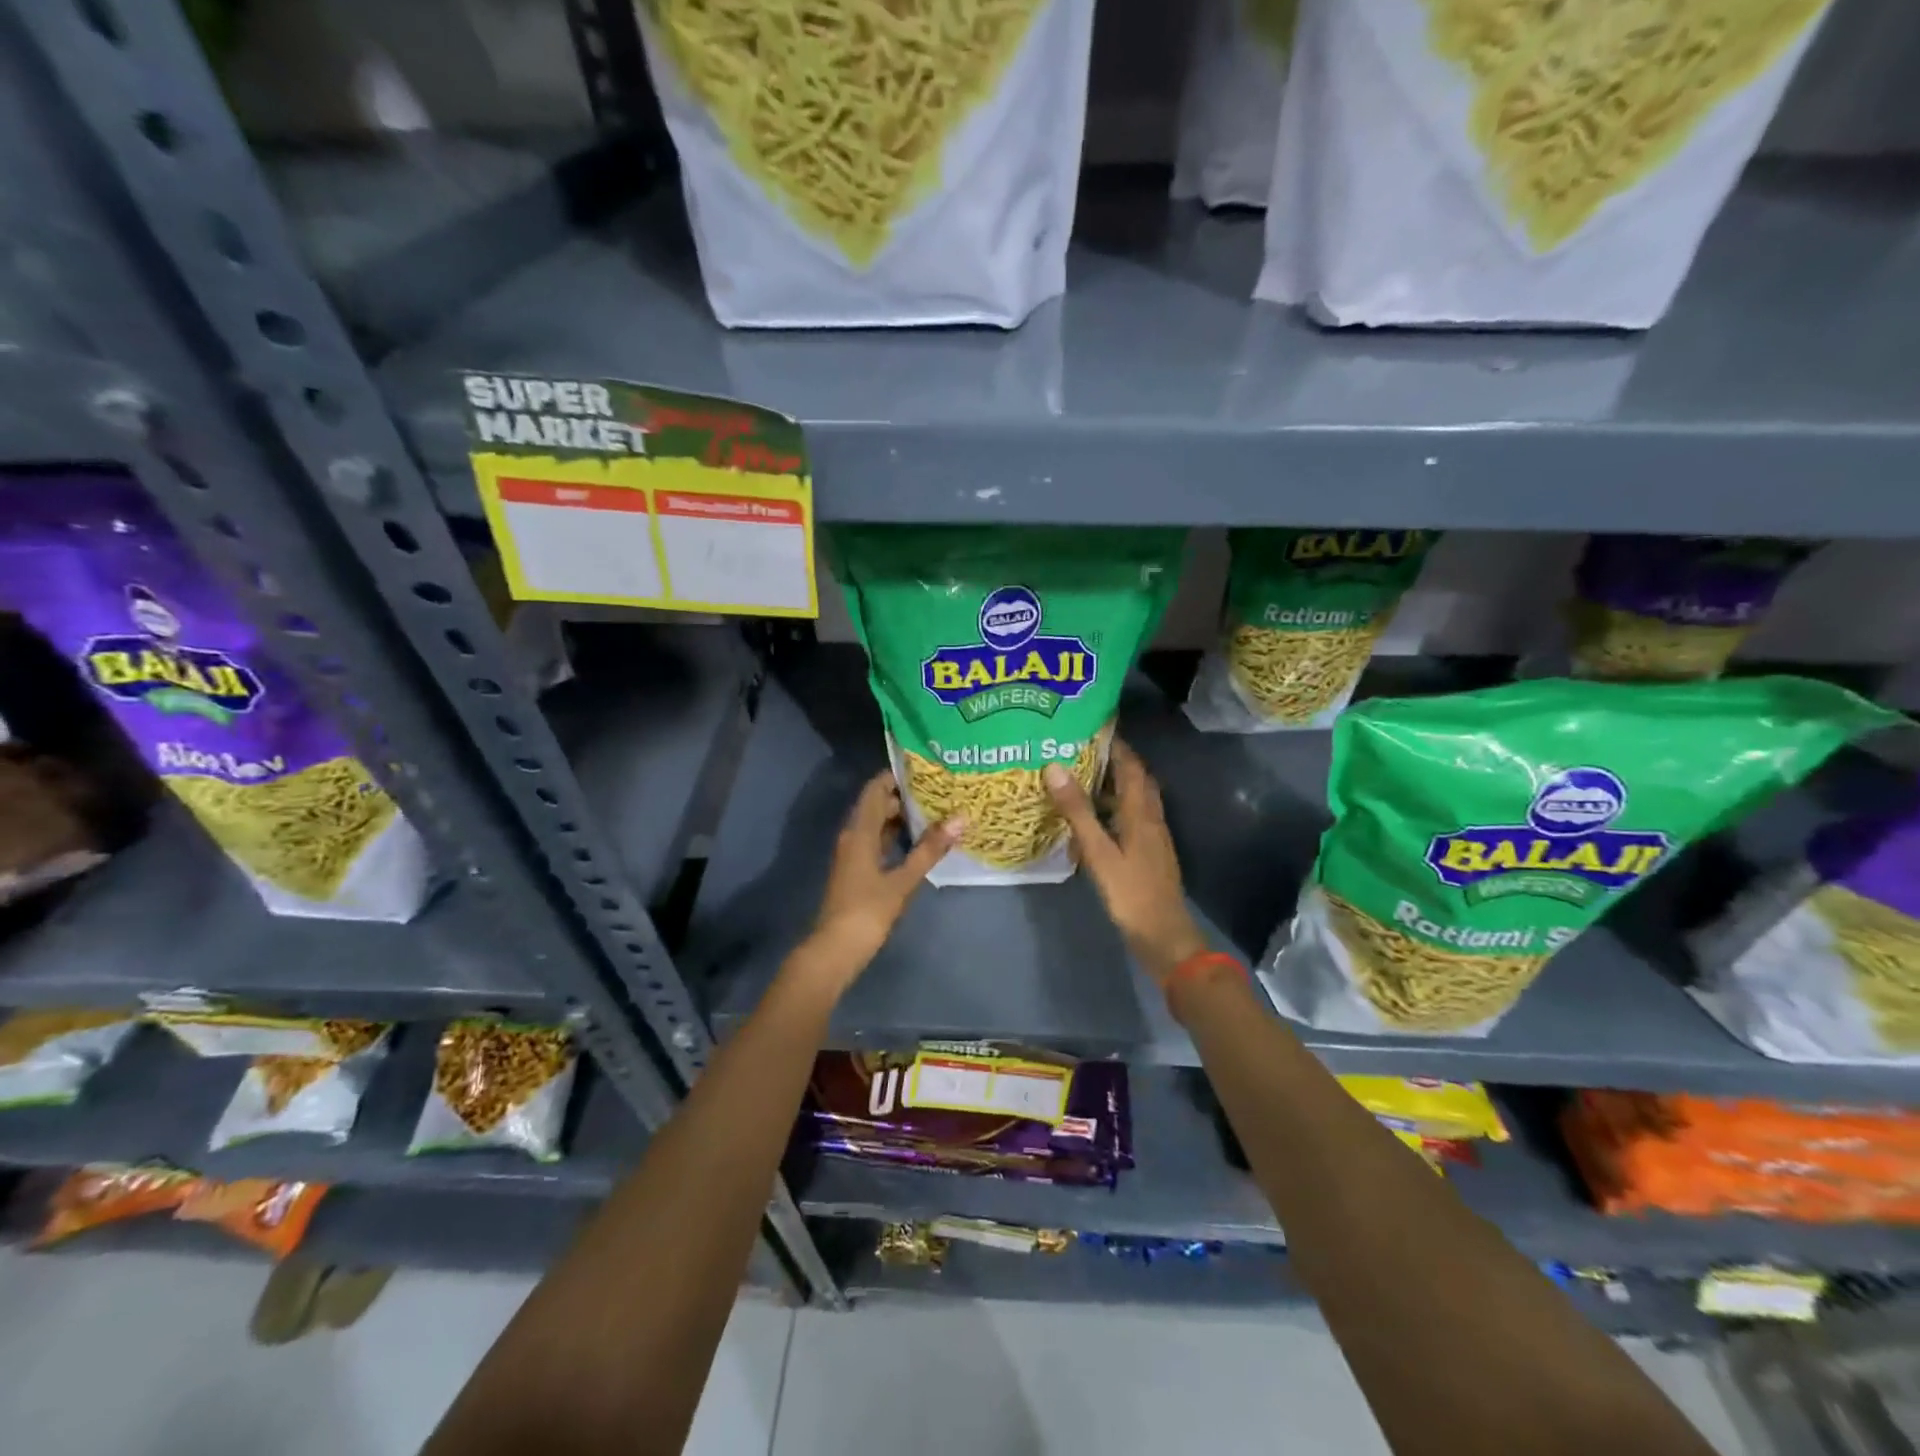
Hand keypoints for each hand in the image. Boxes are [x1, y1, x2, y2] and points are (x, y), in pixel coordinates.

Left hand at [799, 771, 960, 990]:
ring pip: (876, 824)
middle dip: (904, 795)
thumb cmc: (867, 911)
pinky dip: (895, 836)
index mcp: (859, 831)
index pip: (875, 789)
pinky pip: (876, 841)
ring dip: (901, 817)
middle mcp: (853, 836)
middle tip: (939, 790)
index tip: (924, 768)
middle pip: (876, 804)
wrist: (835, 950)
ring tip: (935, 810)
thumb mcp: (903, 880)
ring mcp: (853, 854)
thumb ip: (930, 849)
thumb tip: (960, 818)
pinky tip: (918, 841)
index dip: (896, 775)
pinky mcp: (857, 870)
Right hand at [1045, 740, 1207, 987]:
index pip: (1130, 765)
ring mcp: (1152, 836)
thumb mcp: (1098, 851)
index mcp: (1140, 811)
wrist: (1163, 935)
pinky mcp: (1148, 852)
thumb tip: (1055, 767)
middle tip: (1080, 749)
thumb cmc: (1130, 892)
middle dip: (1113, 760)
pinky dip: (1113, 808)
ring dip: (1112, 785)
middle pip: (1135, 779)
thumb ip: (1077, 811)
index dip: (1115, 743)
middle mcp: (1150, 817)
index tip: (1091, 726)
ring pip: (1133, 799)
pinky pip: (1130, 818)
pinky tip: (1093, 818)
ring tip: (1080, 777)